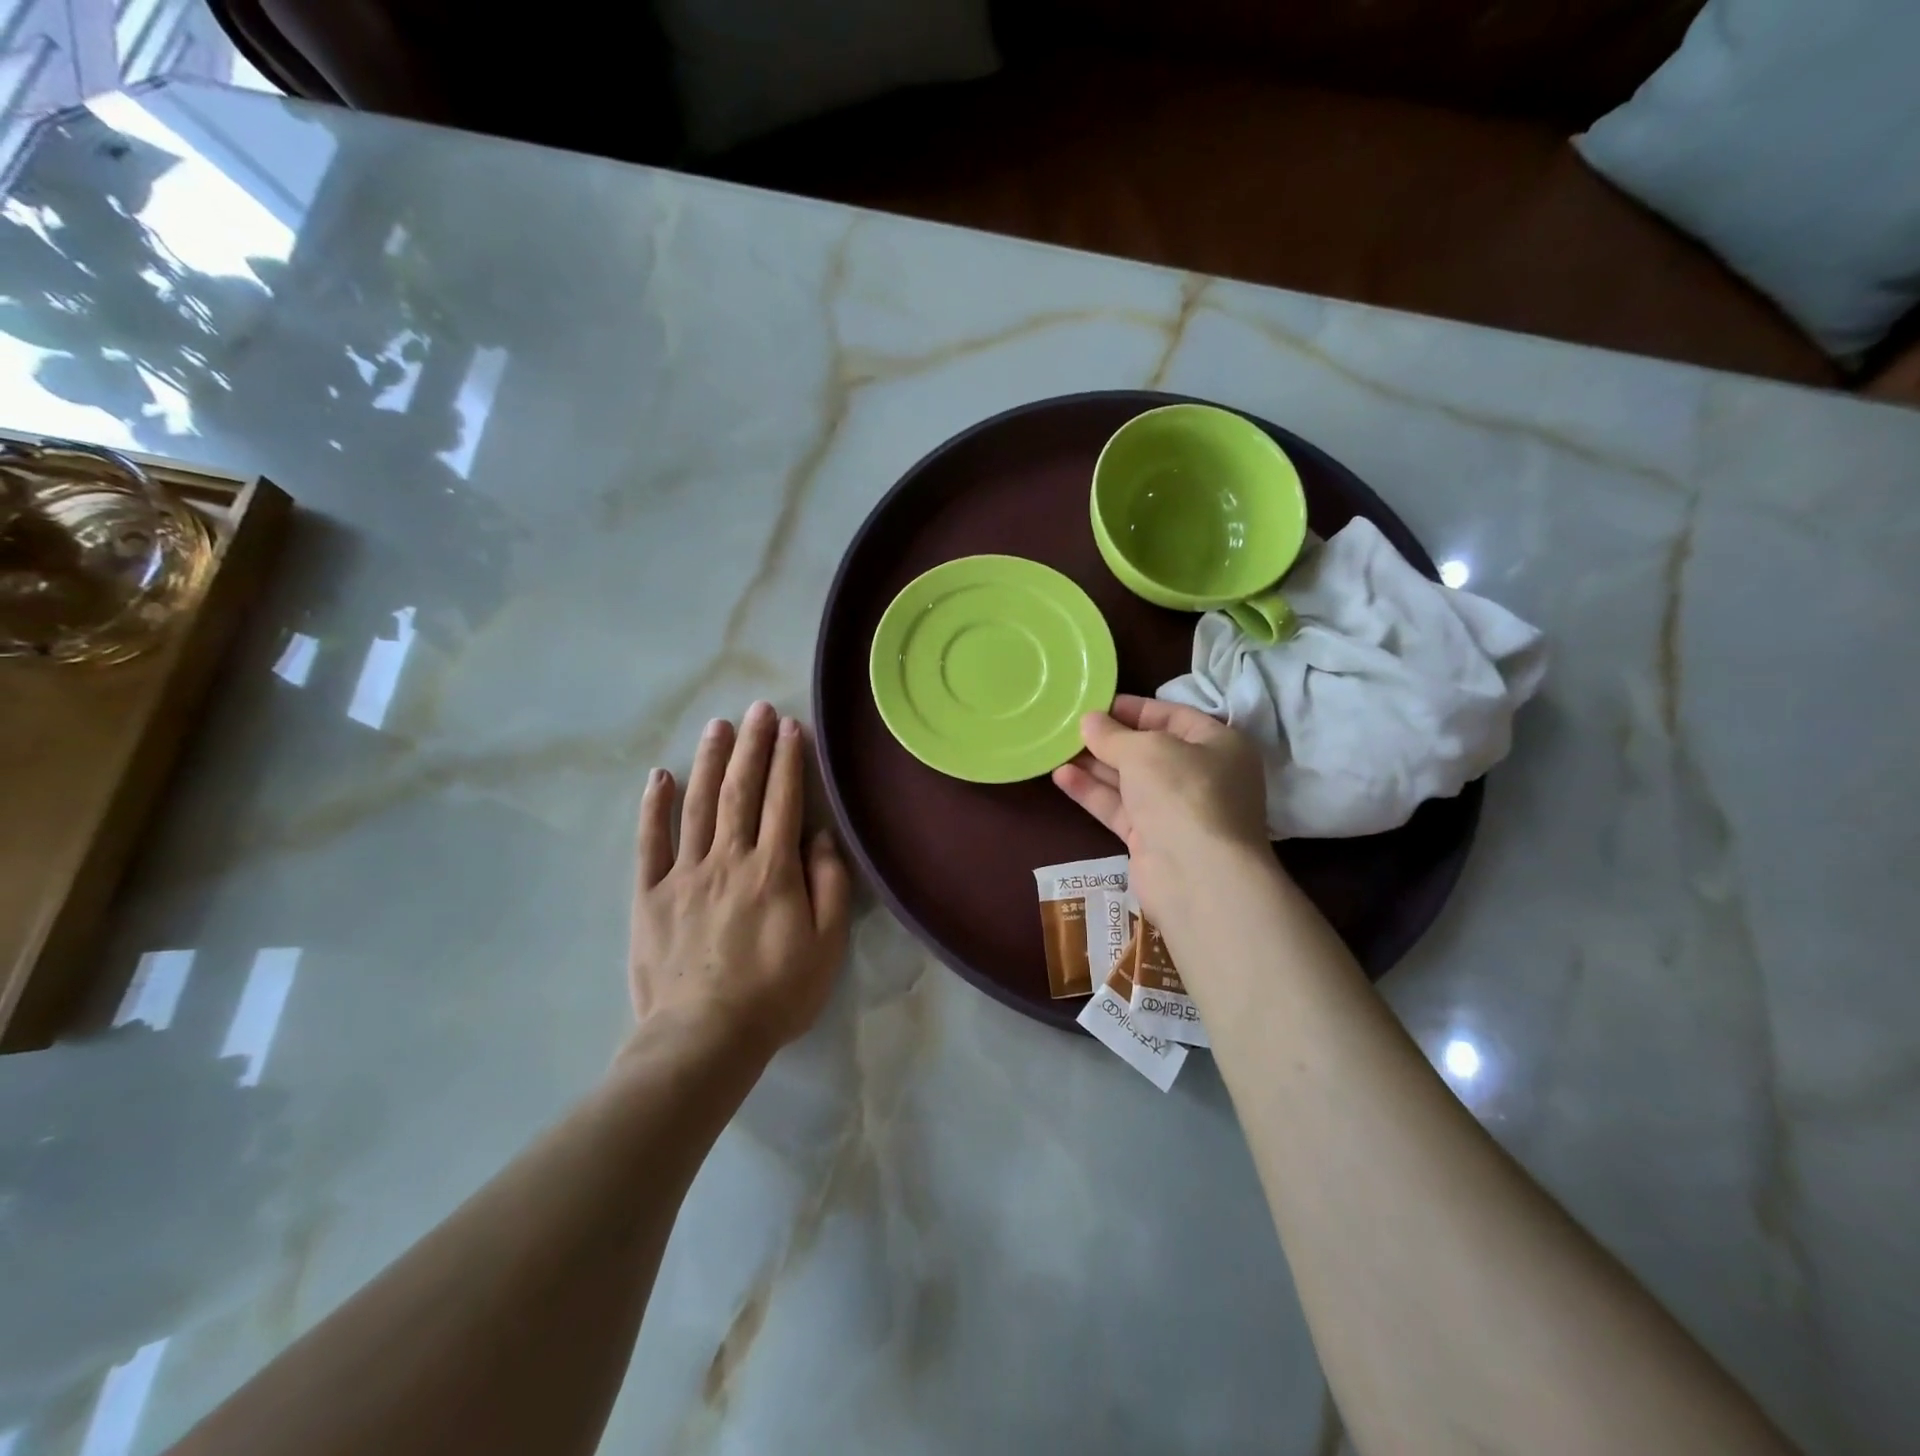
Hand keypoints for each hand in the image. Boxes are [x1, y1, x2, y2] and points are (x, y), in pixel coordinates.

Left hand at [629, 701, 851, 1058]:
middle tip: (758, 709)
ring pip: (698, 806)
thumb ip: (829, 885)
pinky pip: (650, 843)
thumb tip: (820, 836)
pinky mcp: (650, 896)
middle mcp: (728, 859)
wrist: (703, 1040)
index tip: (790, 726)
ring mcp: (684, 875)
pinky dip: (653, 808)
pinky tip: (659, 777)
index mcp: (773, 870)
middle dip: (752, 746)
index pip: (783, 801)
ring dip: (709, 762)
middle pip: (741, 792)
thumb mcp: (826, 945)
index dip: (788, 760)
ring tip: (718, 726)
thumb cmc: (775, 994)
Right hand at [1052, 694, 1270, 924]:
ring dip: (1095, 765)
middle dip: (1109, 739)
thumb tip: (1089, 721)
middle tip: (1069, 727)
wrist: (1197, 876)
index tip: (1095, 704)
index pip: (1173, 716)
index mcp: (1218, 744)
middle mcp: (1201, 776)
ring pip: (1130, 781)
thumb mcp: (1146, 750)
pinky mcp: (1152, 839)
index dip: (1133, 709)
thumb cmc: (1183, 793)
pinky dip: (1093, 792)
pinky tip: (1062, 776)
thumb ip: (1113, 735)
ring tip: (1056, 748)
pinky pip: (1119, 808)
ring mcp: (1176, 811)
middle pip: (1149, 750)